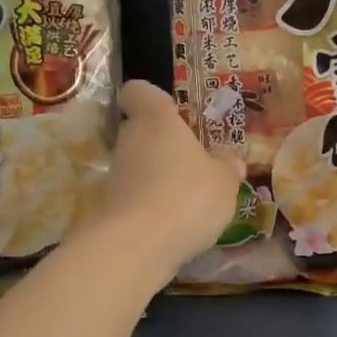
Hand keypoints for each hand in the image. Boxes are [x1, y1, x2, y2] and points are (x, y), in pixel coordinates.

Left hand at [80, 81, 243, 281]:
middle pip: (140, 130)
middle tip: (192, 162)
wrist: (138, 245)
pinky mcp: (109, 206)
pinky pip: (134, 195)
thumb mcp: (225, 181)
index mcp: (158, 120)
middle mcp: (130, 139)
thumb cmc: (189, 196)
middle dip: (162, 143)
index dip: (150, 97)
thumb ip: (227, 165)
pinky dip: (150, 203)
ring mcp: (114, 174)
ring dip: (157, 176)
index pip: (139, 91)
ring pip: (137, 164)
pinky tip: (173, 222)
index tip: (169, 111)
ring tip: (187, 198)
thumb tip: (228, 157)